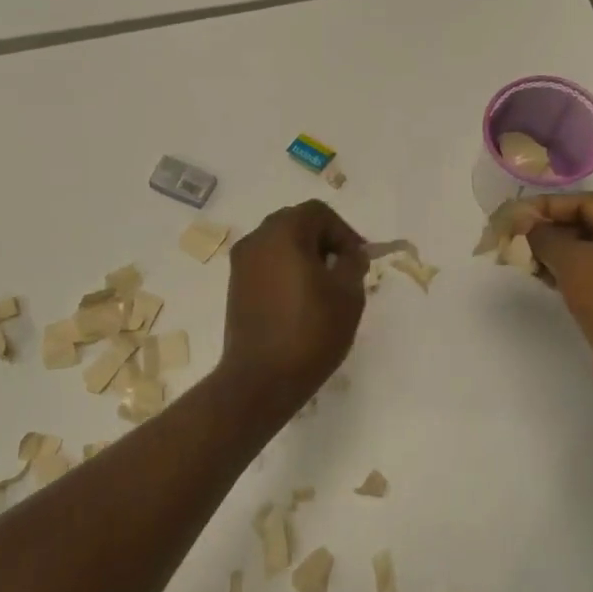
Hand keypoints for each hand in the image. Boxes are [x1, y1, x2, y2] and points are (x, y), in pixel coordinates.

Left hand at [218, 201, 368, 408]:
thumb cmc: (311, 331)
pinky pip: (266, 264)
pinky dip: (285, 270)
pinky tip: (301, 300)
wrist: (261, 378)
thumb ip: (353, 263)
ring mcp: (241, 263)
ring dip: (303, 256)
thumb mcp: (348, 295)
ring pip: (279, 244)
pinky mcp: (235, 286)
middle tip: (343, 270)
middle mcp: (256, 239)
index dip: (343, 231)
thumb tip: (350, 254)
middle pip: (295, 223)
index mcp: (283, 232)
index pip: (318, 213)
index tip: (357, 260)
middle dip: (323, 241)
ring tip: (324, 288)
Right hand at [524, 194, 592, 397]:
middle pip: (591, 227)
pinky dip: (573, 275)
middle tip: (517, 238)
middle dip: (552, 231)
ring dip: (559, 255)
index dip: (549, 206)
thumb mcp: (572, 260)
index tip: (517, 215)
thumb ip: (545, 237)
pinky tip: (547, 280)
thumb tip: (527, 225)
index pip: (588, 203)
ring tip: (526, 260)